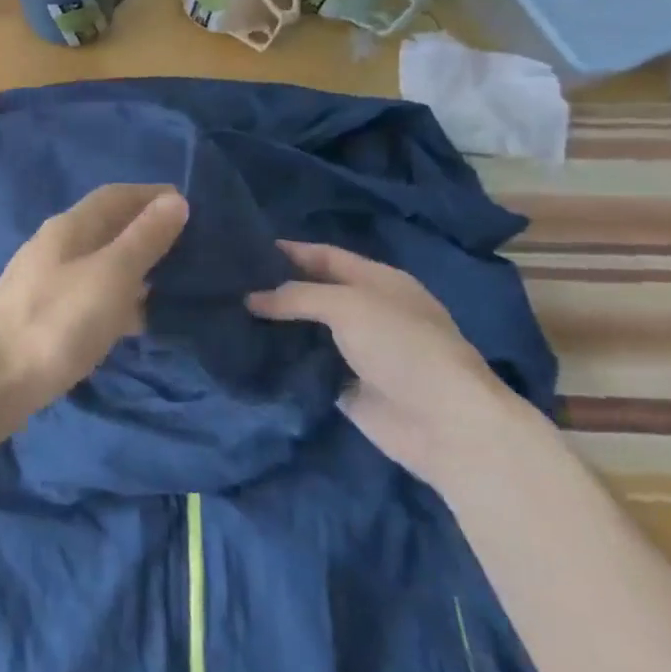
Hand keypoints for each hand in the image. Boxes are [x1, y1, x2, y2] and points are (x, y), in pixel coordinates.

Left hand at [0, 183, 189, 438]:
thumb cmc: (57, 323)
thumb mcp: (111, 276)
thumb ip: (144, 238)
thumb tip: (174, 199)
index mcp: (68, 227)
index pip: (115, 195)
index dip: (152, 195)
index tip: (192, 206)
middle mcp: (53, 246)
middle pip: (106, 227)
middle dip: (146, 231)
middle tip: (192, 248)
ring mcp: (44, 281)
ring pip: (98, 262)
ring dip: (134, 267)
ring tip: (174, 283)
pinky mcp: (42, 315)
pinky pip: (88, 294)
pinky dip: (116, 298)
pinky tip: (136, 321)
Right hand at [245, 241, 528, 488]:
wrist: (445, 424)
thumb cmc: (403, 347)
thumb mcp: (348, 305)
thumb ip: (296, 296)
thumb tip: (250, 299)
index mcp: (378, 281)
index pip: (325, 256)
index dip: (288, 251)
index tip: (243, 247)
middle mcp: (366, 311)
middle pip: (311, 293)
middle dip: (274, 288)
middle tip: (226, 283)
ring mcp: (355, 350)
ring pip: (304, 330)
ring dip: (272, 325)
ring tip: (226, 313)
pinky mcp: (343, 385)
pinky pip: (304, 365)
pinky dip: (279, 358)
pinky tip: (244, 349)